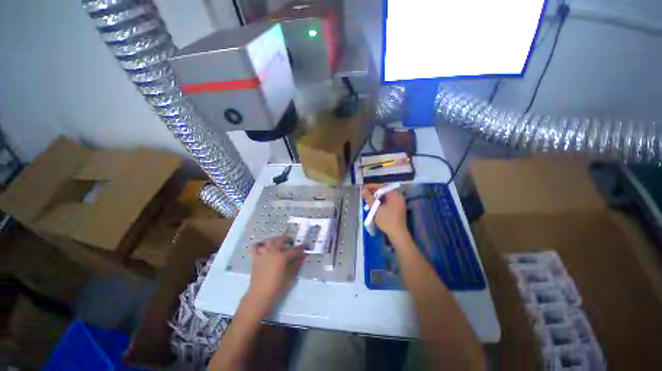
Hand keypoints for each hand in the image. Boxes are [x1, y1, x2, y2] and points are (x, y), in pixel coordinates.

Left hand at [246, 236, 304, 315]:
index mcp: (282, 257)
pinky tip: (266, 246)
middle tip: (292, 243)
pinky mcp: (255, 257)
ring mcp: (263, 253)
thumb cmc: (277, 286)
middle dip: (288, 239)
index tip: (307, 246)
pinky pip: (256, 246)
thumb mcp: (291, 275)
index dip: (302, 248)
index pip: (295, 250)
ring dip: (276, 239)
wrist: (260, 295)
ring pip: (270, 240)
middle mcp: (272, 252)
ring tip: (280, 242)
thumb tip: (303, 255)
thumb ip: (298, 263)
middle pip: (281, 240)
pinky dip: (261, 243)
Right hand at [362, 184, 409, 241]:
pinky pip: (388, 201)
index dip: (371, 186)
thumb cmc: (386, 220)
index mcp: (394, 194)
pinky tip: (375, 205)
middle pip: (384, 190)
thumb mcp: (375, 208)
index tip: (363, 188)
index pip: (381, 186)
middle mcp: (398, 196)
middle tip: (364, 195)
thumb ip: (369, 197)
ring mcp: (399, 202)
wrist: (398, 234)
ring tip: (368, 200)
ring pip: (385, 196)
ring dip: (376, 198)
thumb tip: (362, 188)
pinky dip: (381, 201)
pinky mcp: (398, 207)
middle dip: (373, 192)